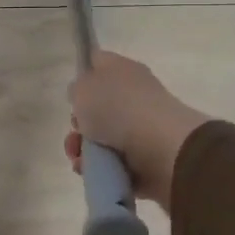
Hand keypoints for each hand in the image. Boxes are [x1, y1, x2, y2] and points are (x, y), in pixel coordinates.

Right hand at [64, 51, 209, 211]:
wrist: (162, 150)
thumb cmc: (118, 108)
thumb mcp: (83, 87)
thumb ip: (78, 88)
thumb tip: (83, 95)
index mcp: (124, 71)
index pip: (99, 63)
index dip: (83, 74)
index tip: (72, 93)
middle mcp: (135, 96)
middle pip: (98, 107)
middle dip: (80, 124)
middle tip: (77, 130)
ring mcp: (142, 129)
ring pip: (102, 139)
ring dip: (84, 151)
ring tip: (80, 160)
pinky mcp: (146, 160)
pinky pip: (114, 164)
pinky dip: (100, 170)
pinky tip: (91, 172)